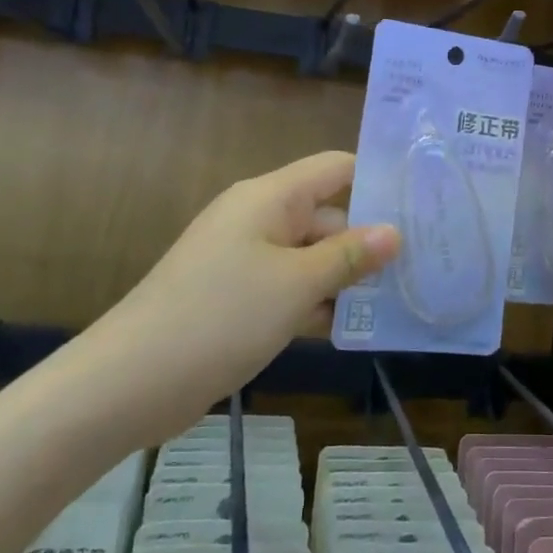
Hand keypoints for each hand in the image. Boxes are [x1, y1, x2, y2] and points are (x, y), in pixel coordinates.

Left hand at [85, 152, 399, 442]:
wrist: (128, 383)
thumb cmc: (220, 317)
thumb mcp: (295, 284)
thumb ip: (348, 256)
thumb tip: (395, 232)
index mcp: (270, 198)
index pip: (336, 169)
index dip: (378, 180)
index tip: (424, 203)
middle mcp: (260, 219)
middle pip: (328, 216)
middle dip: (370, 241)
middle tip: (424, 266)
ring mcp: (247, 260)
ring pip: (312, 257)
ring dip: (347, 277)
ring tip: (402, 299)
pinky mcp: (238, 297)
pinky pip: (290, 287)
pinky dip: (318, 302)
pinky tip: (355, 326)